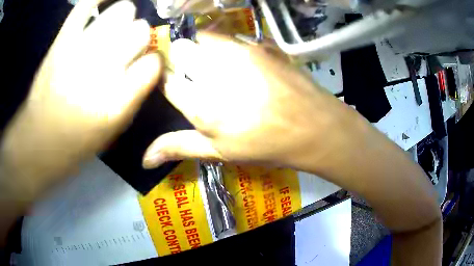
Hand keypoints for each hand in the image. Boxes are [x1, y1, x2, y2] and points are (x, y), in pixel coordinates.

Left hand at [1, 0, 160, 195]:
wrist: (40, 139)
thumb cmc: (78, 141)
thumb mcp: (115, 129)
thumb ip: (137, 94)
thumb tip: (151, 63)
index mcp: (117, 102)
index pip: (154, 63)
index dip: (154, 62)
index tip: (147, 66)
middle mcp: (101, 70)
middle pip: (140, 31)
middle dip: (139, 38)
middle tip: (127, 49)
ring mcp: (80, 49)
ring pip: (123, 10)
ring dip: (124, 20)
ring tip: (115, 29)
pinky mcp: (63, 39)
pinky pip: (87, 4)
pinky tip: (106, 2)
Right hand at [142, 33, 351, 170]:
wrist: (314, 126)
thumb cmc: (267, 144)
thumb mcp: (220, 152)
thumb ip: (179, 147)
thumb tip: (144, 159)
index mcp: (202, 105)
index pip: (165, 79)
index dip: (164, 79)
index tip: (172, 84)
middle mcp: (216, 71)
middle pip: (180, 50)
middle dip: (180, 60)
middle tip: (195, 77)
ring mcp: (240, 52)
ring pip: (202, 37)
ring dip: (201, 50)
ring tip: (216, 69)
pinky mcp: (258, 44)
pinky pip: (228, 37)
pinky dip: (223, 46)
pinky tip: (237, 64)